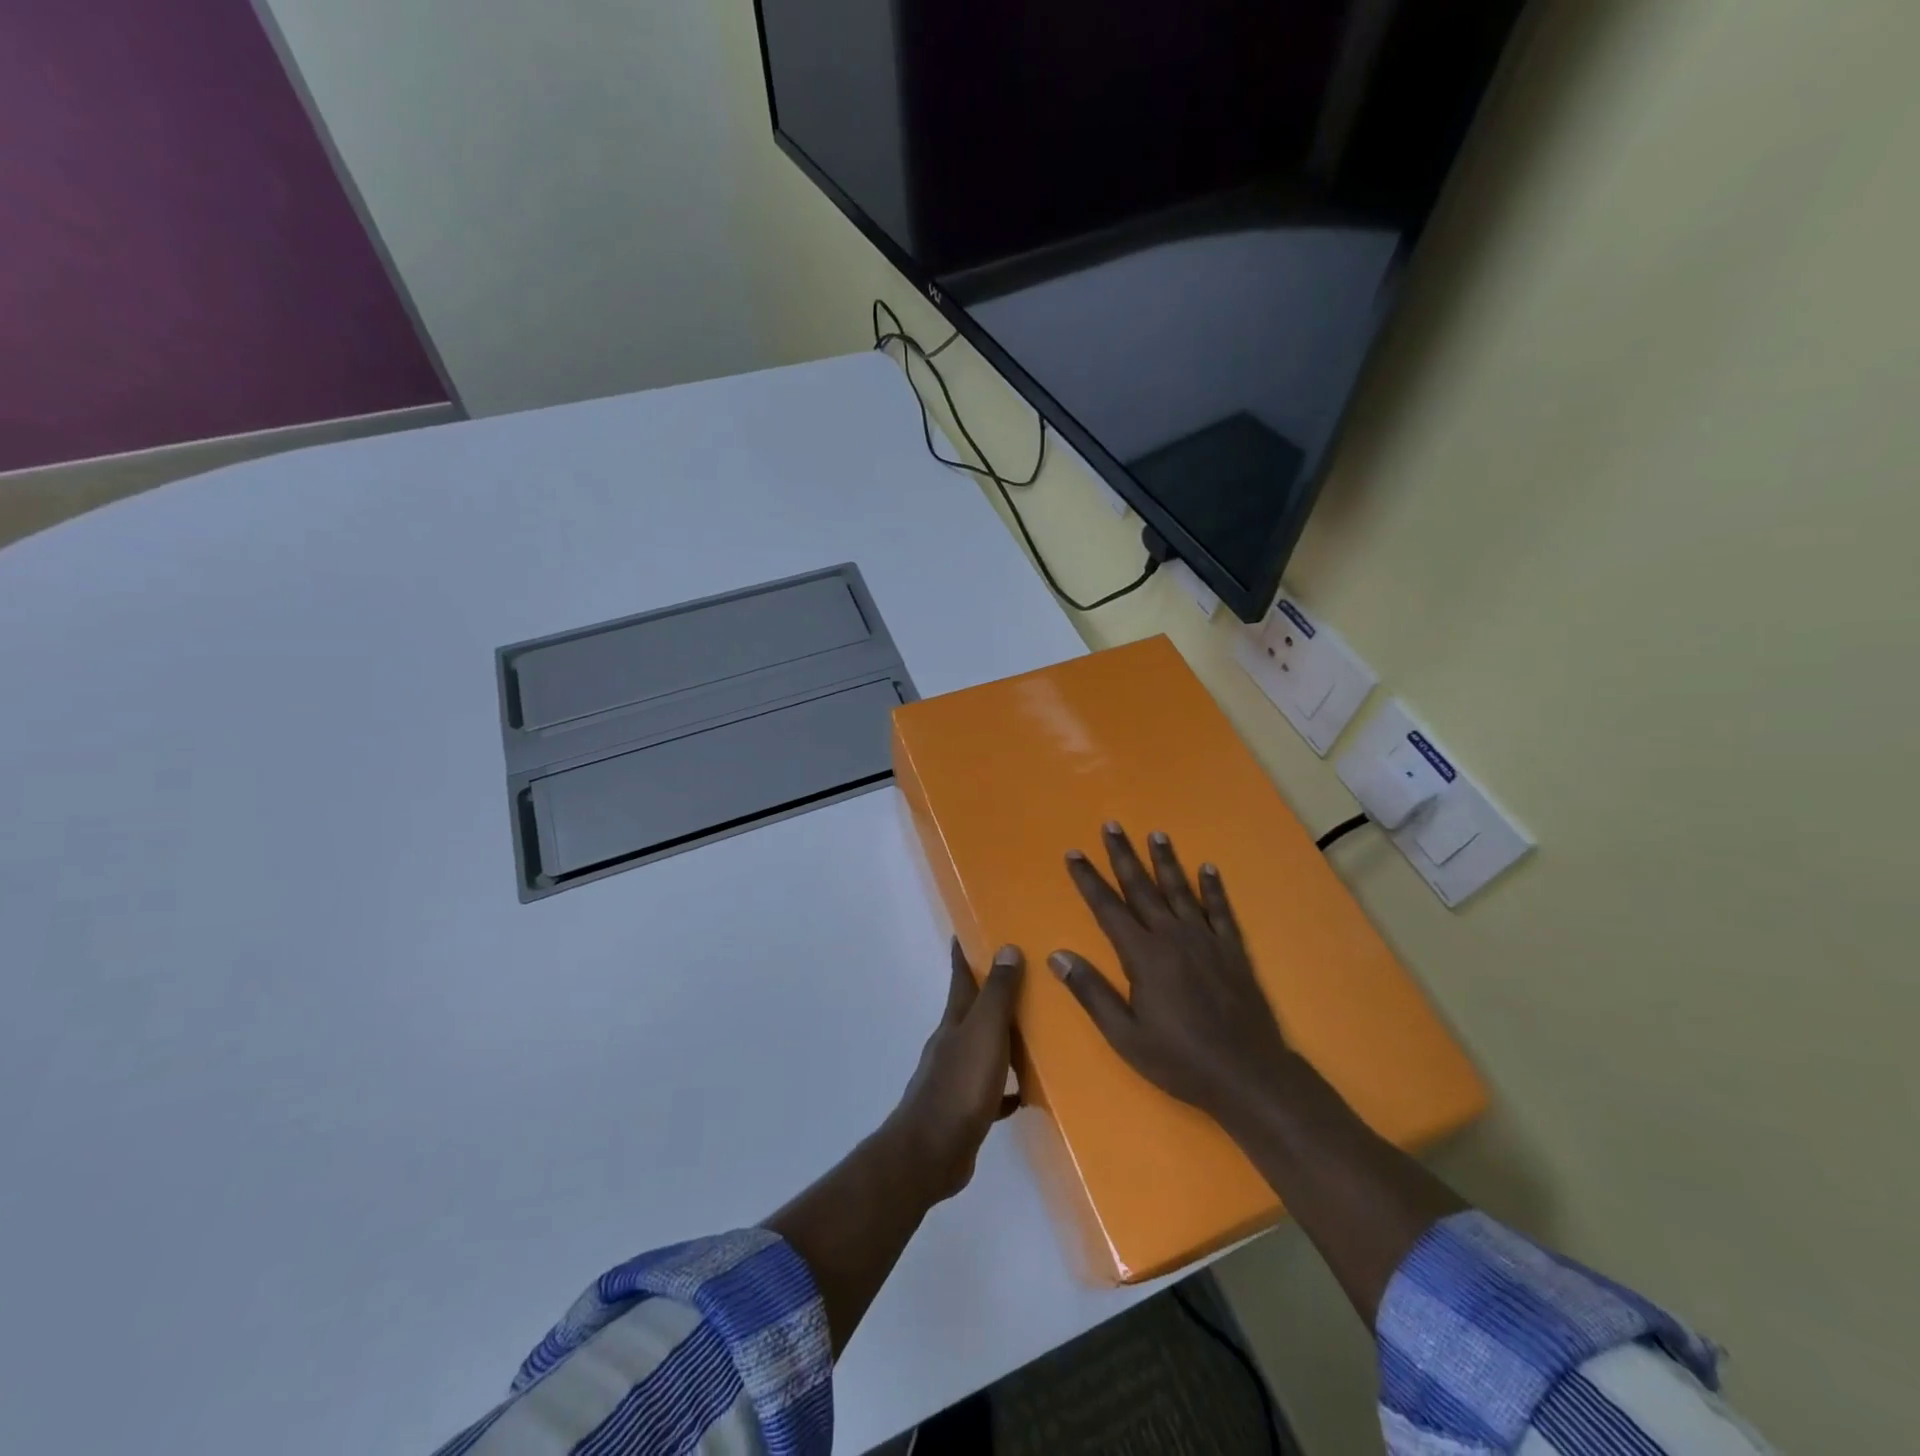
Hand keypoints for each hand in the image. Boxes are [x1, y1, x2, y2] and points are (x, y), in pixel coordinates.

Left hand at [889, 940, 1023, 1201]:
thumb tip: (1007, 947)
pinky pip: (992, 1090)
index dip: (964, 954)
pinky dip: (1007, 1086)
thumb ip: (997, 994)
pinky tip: (1026, 1092)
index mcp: (955, 1021)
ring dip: (1003, 1039)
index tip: (967, 930)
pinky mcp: (965, 1109)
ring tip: (1035, 1032)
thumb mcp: (984, 1033)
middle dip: (992, 993)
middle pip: (973, 1011)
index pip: (960, 977)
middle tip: (1024, 978)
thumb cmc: (960, 1085)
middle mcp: (952, 1044)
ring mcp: (956, 1077)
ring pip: (984, 1048)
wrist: (930, 1152)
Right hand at [1049, 824, 1292, 1125]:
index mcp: (1143, 955)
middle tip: (1111, 825)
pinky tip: (1207, 868)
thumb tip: (1057, 955)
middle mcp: (1173, 936)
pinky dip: (1213, 888)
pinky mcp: (1232, 950)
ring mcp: (1206, 940)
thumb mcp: (1125, 1035)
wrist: (1247, 1075)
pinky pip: (1220, 911)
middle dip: (1123, 856)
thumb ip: (1091, 992)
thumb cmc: (1179, 1059)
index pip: (1108, 908)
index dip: (1089, 880)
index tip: (1074, 853)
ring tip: (1156, 834)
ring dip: (1165, 861)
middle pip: (1142, 888)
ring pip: (1180, 891)